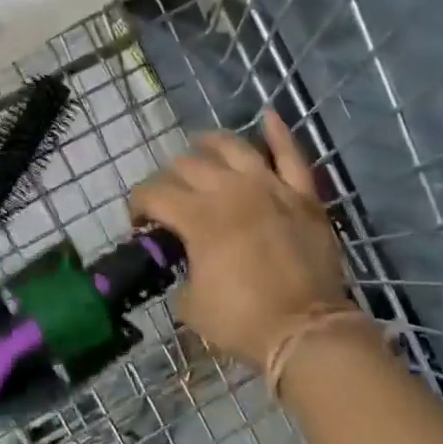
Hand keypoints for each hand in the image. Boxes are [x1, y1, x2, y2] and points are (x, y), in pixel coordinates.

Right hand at [131, 111, 345, 367]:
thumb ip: (181, 276)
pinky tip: (267, 115)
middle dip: (170, 178)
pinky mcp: (302, 195)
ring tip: (200, 146)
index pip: (154, 194)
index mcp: (198, 217)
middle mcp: (230, 190)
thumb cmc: (242, 320)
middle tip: (170, 196)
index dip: (138, 205)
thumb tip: (188, 267)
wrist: (305, 328)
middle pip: (189, 166)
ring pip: (233, 148)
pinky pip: (290, 155)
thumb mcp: (191, 305)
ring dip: (210, 144)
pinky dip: (278, 133)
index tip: (138, 222)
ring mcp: (270, 187)